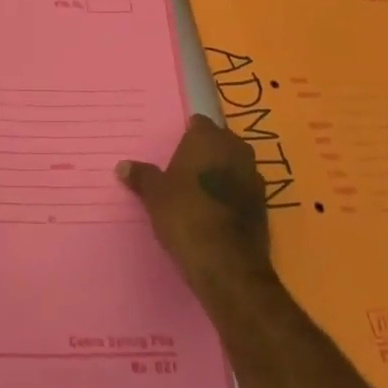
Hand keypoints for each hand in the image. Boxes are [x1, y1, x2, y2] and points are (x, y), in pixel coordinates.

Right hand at [118, 115, 272, 291]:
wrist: (227, 263)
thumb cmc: (185, 215)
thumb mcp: (154, 195)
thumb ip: (141, 176)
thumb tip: (122, 166)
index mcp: (209, 138)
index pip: (199, 123)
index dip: (187, 135)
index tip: (174, 149)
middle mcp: (236, 149)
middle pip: (219, 142)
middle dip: (205, 153)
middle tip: (183, 170)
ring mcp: (254, 177)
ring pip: (234, 166)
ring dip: (221, 174)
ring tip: (198, 192)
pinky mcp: (264, 205)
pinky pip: (243, 190)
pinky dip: (232, 196)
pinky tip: (215, 212)